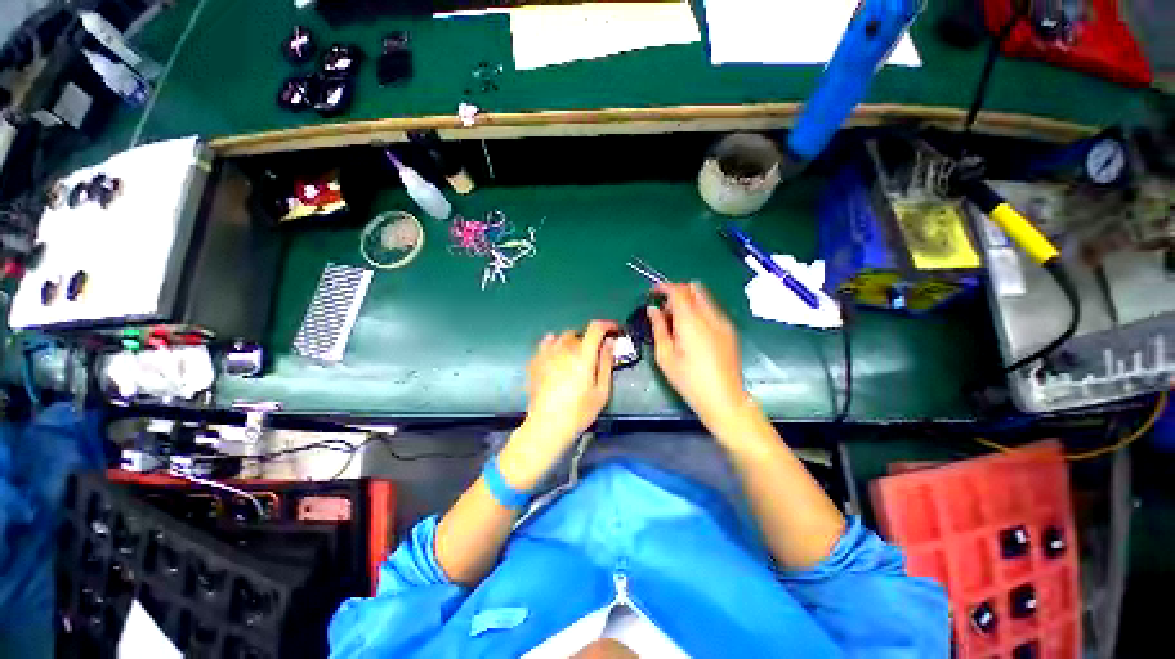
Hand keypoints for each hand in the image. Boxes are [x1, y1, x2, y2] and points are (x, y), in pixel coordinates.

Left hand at [499, 320, 617, 489]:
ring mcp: (546, 354)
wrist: (547, 426)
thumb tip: (610, 342)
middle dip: (588, 338)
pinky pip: (545, 344)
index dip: (607, 324)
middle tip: (593, 353)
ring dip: (571, 342)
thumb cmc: (579, 411)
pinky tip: (556, 357)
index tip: (613, 330)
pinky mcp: (535, 362)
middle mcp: (563, 349)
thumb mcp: (601, 391)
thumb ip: (606, 363)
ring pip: (560, 337)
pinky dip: (554, 345)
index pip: (595, 328)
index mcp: (583, 355)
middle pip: (577, 332)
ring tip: (573, 356)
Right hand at [648, 282, 751, 433]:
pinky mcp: (730, 330)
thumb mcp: (665, 355)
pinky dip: (699, 311)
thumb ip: (658, 328)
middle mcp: (710, 316)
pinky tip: (693, 332)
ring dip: (689, 301)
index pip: (678, 290)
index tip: (653, 293)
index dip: (664, 287)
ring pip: (705, 297)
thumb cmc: (688, 380)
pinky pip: (712, 310)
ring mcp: (723, 322)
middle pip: (694, 288)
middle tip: (665, 310)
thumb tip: (652, 309)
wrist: (723, 398)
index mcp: (691, 321)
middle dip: (677, 292)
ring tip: (678, 323)